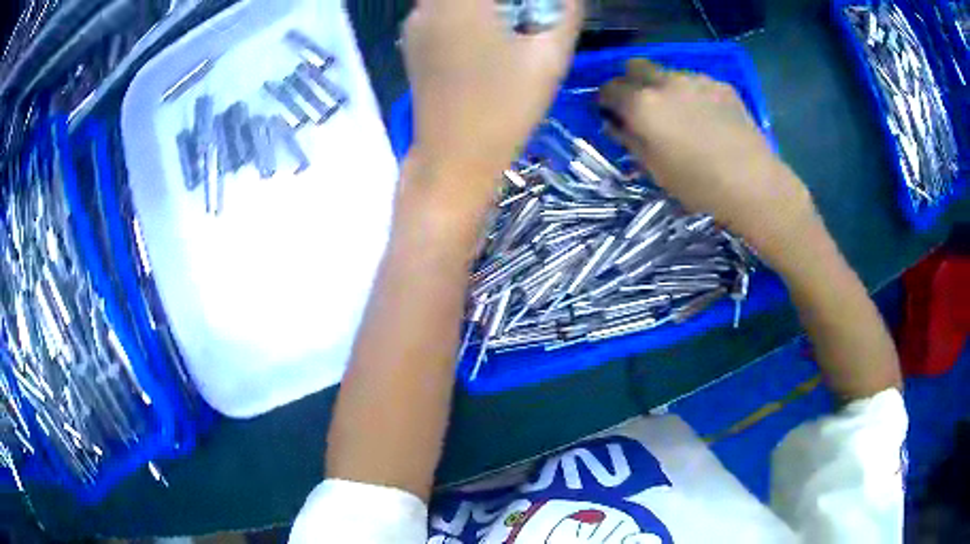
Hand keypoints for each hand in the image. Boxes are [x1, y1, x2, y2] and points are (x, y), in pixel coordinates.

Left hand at [403, 0, 582, 195]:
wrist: (453, 159)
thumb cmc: (506, 108)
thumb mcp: (549, 57)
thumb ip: (565, 13)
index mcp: (462, 1)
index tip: (538, 9)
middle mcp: (429, 3)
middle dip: (504, 1)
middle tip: (528, 14)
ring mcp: (415, 22)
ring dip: (485, 4)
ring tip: (510, 24)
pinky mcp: (411, 42)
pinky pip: (441, 9)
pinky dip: (465, 11)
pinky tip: (484, 36)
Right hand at [599, 60, 815, 262]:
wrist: (753, 183)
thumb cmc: (699, 185)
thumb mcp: (654, 169)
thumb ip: (629, 139)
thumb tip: (615, 122)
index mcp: (643, 105)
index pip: (609, 88)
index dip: (606, 100)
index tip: (612, 113)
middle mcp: (665, 82)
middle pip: (634, 66)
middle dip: (631, 82)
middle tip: (641, 107)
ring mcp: (695, 79)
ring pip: (667, 72)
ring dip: (663, 87)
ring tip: (681, 114)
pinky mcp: (720, 84)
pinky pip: (695, 81)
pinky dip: (691, 93)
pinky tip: (707, 117)